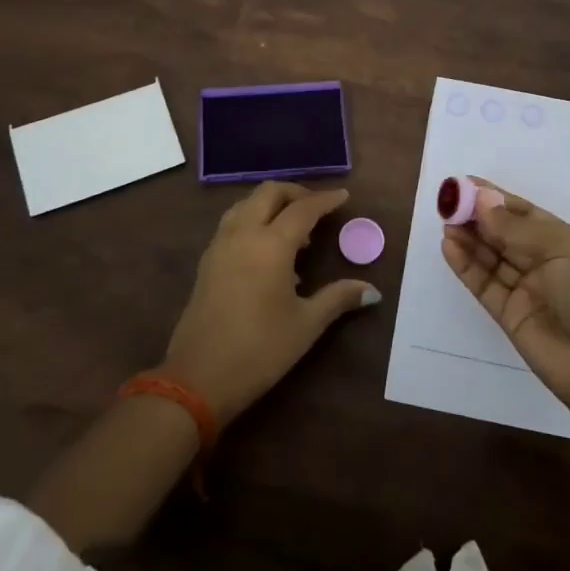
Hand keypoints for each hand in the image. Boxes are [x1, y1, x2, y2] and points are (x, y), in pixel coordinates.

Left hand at [163, 181, 379, 421]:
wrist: (197, 378)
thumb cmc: (260, 350)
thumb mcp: (306, 325)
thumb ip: (339, 298)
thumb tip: (372, 291)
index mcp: (271, 244)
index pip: (303, 209)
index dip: (325, 200)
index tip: (343, 196)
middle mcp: (243, 234)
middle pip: (269, 193)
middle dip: (295, 192)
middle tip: (317, 207)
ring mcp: (220, 245)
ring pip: (246, 204)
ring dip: (270, 204)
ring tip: (293, 229)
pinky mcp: (207, 261)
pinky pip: (232, 223)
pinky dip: (252, 220)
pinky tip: (266, 250)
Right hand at [442, 179, 569, 421]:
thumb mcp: (559, 250)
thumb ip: (515, 229)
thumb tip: (481, 201)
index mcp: (561, 241)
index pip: (522, 212)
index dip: (494, 198)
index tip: (464, 184)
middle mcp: (541, 262)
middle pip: (502, 233)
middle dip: (476, 216)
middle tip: (447, 202)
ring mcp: (523, 289)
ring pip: (489, 257)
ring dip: (468, 238)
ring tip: (445, 222)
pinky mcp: (507, 314)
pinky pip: (483, 283)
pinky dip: (465, 265)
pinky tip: (449, 247)